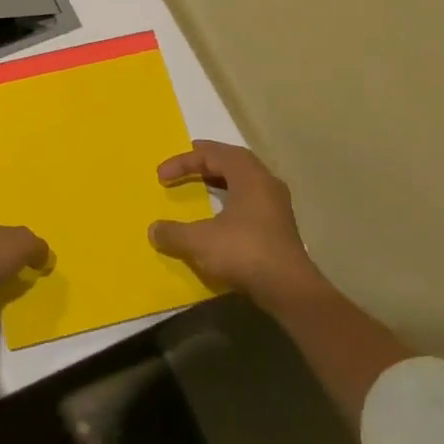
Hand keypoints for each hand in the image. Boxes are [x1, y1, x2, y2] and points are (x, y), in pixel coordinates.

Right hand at [149, 141, 323, 307]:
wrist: (289, 289)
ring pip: (244, 180)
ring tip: (200, 184)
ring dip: (219, 179)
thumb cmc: (244, 252)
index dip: (184, 161)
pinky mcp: (278, 227)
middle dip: (206, 160)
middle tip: (185, 163)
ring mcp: (276, 205)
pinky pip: (250, 200)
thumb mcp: (200, 241)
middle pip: (232, 160)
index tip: (161, 176)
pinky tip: (219, 214)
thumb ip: (173, 232)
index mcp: (249, 175)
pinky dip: (230, 199)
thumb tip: (153, 230)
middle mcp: (265, 183)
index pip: (212, 154)